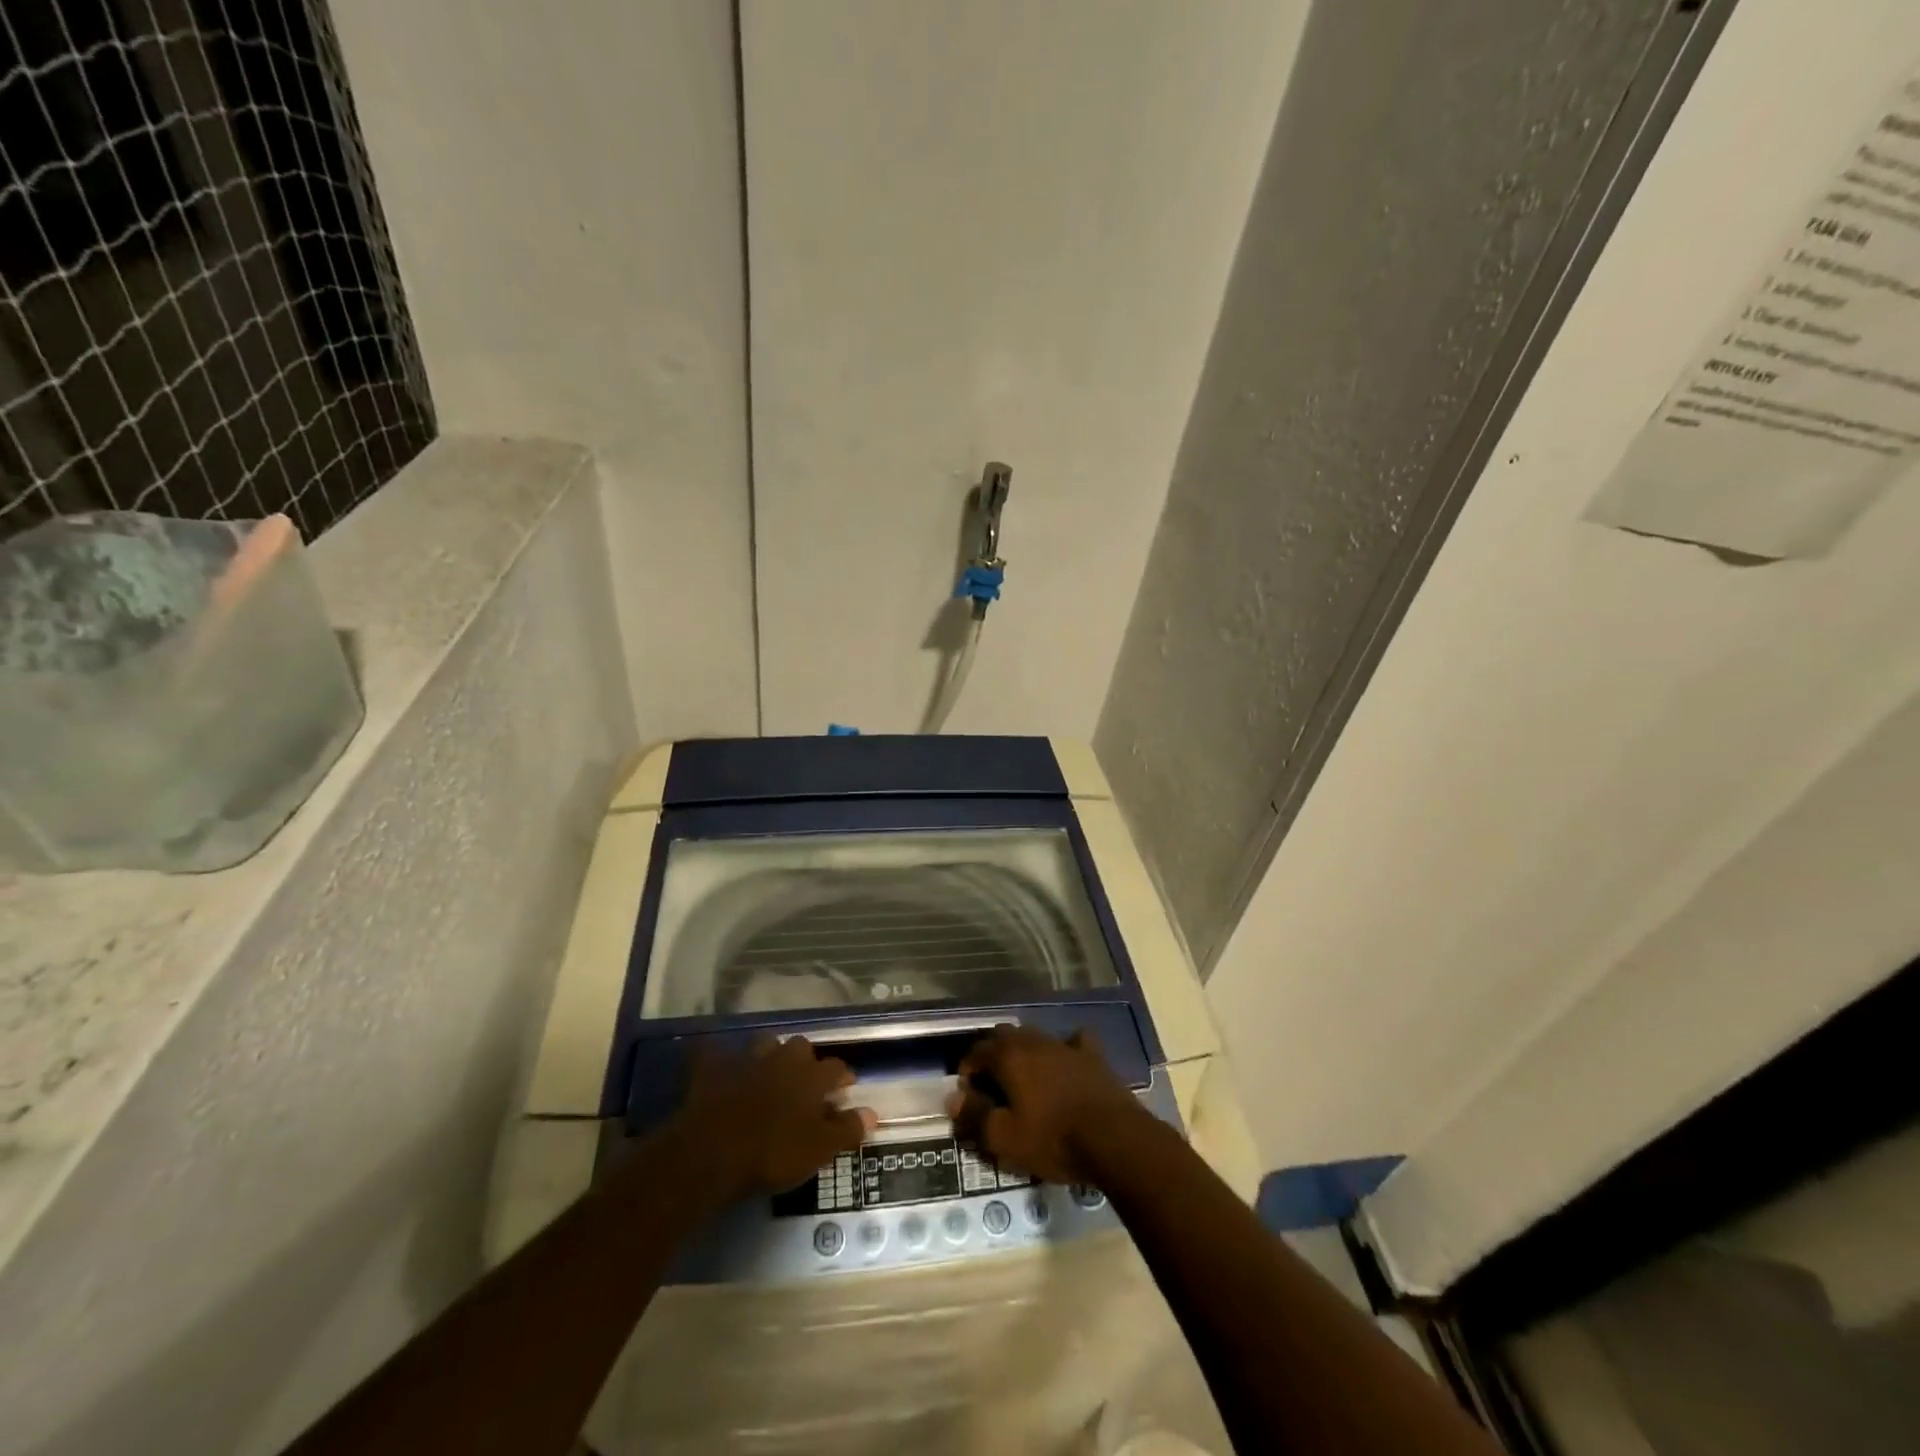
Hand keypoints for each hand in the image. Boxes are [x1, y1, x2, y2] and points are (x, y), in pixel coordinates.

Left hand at [669, 1037, 875, 1199]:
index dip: (843, 1078)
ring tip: (769, 1073)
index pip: (837, 1068)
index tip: (845, 1089)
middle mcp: (784, 1058)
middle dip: (805, 1061)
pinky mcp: (714, 1068)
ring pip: (765, 1045)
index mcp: (812, 1076)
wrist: (712, 1152)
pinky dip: (721, 1059)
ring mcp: (747, 1059)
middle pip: (801, 1048)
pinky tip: (720, 1067)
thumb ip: (847, 1129)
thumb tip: (872, 1113)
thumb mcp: (819, 1149)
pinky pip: (718, 1054)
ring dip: (769, 1056)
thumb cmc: (773, 1152)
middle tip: (804, 1082)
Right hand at [945, 1025, 1147, 1184]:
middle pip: (1004, 1037)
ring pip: (1035, 1037)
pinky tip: (1064, 1063)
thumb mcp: (1005, 1138)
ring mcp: (1065, 1045)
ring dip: (1024, 1052)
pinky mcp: (1092, 1056)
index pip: (976, 1052)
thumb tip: (952, 1098)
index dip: (966, 1071)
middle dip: (992, 1056)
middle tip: (992, 1086)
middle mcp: (1033, 1041)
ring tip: (1023, 1079)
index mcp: (1008, 1056)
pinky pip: (1073, 1042)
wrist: (1114, 1139)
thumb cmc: (1053, 1139)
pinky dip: (1063, 1050)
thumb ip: (975, 1115)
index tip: (966, 1096)